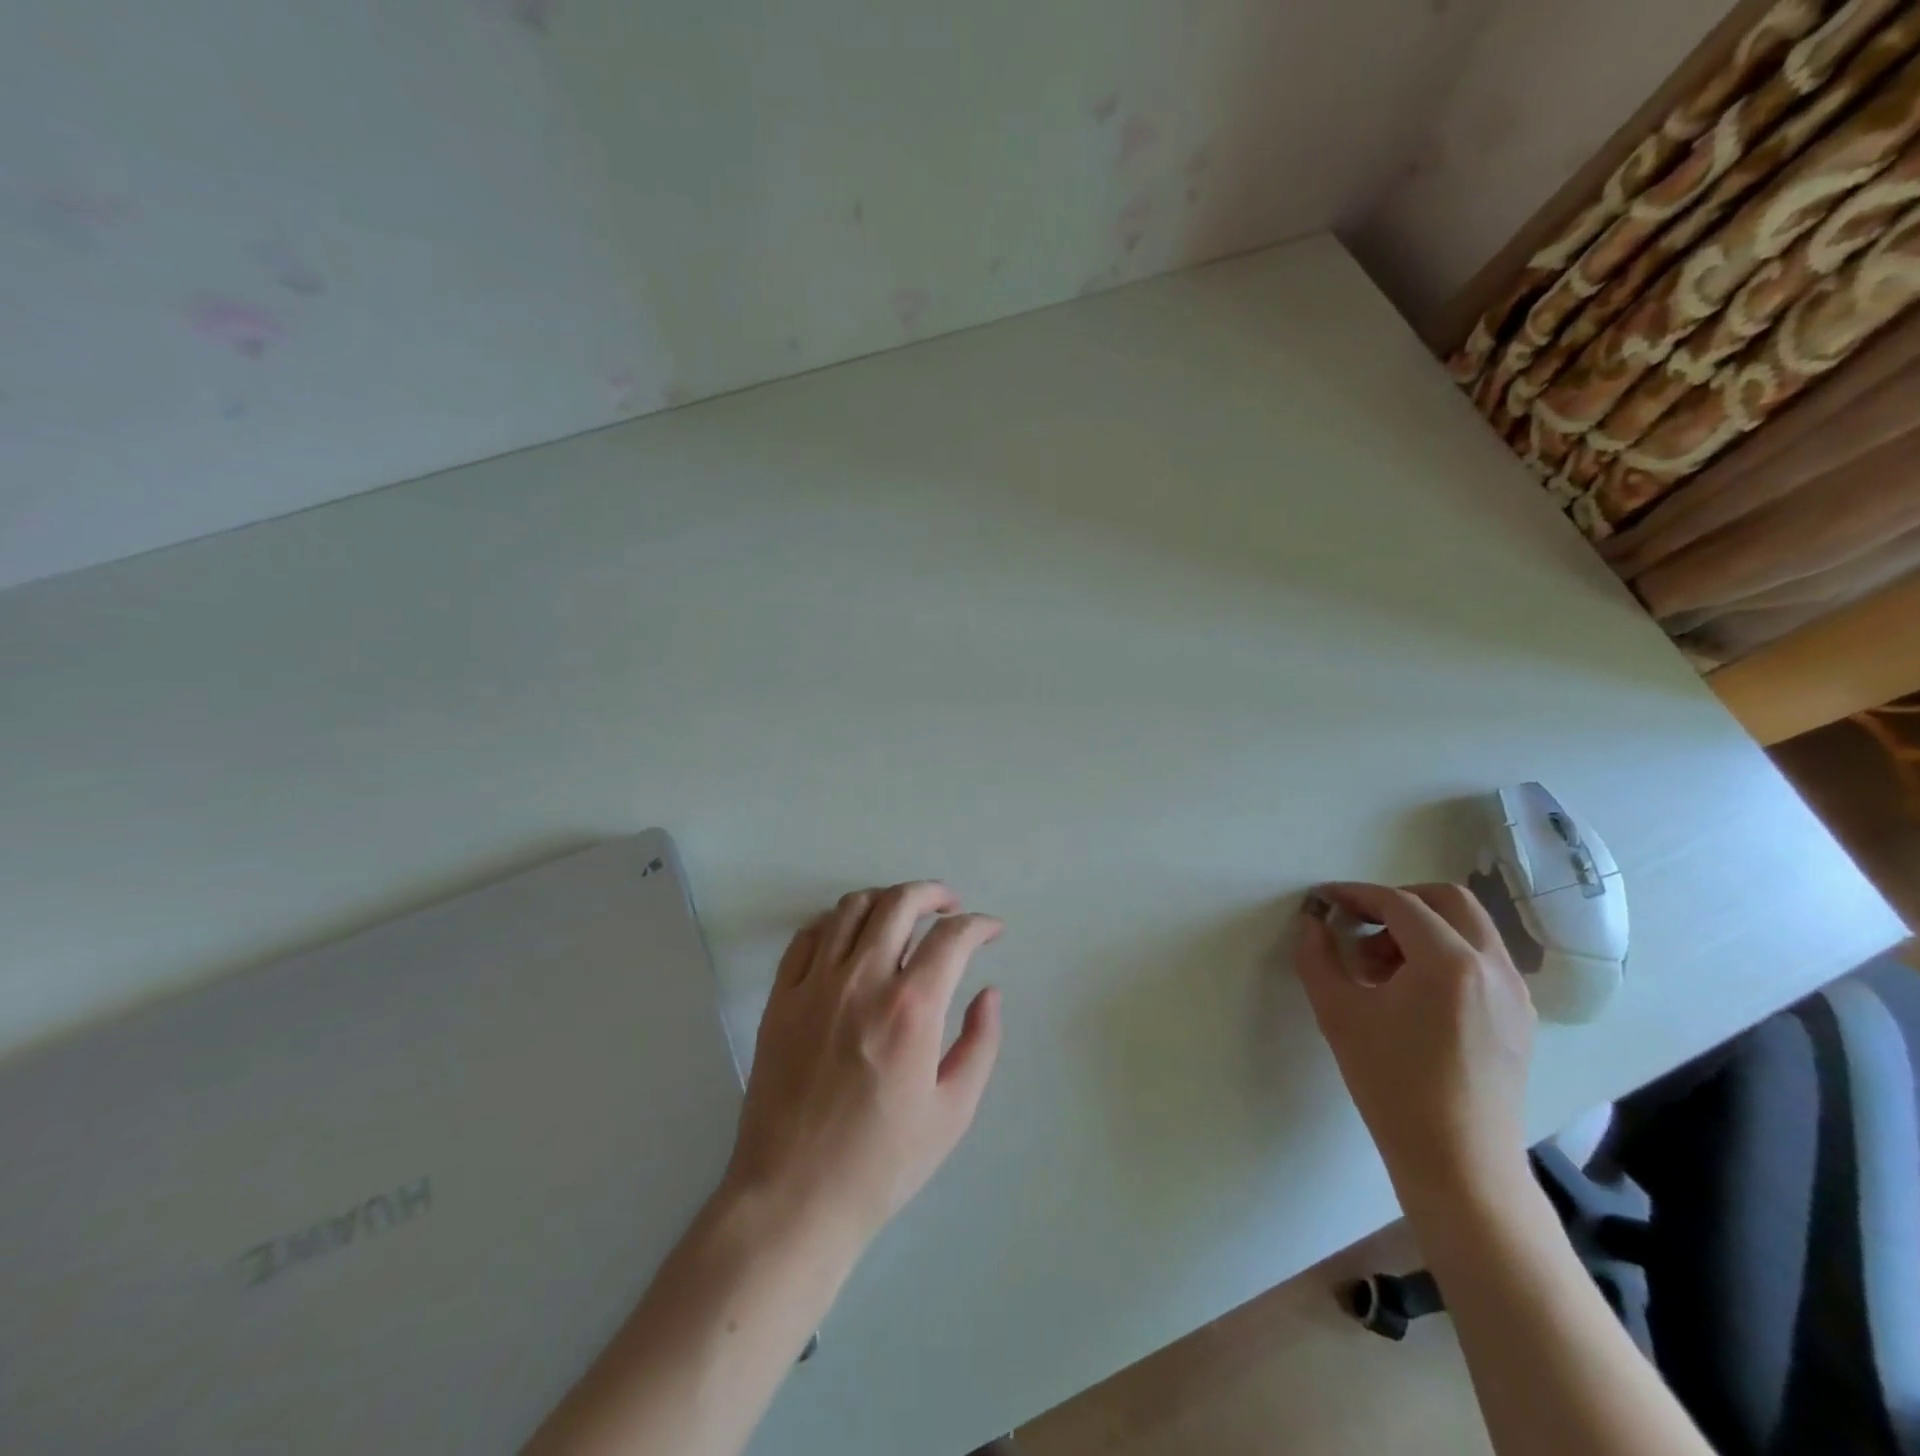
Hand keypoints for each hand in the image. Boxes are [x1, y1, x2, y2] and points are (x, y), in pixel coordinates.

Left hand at [724, 882, 1003, 1251]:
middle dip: (933, 894)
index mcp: (910, 1009)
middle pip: (899, 903)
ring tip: (903, 915)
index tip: (991, 931)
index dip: (979, 925)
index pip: (951, 937)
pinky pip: (808, 936)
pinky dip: (835, 923)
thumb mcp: (953, 1112)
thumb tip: (990, 993)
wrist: (794, 1196)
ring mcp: (815, 984)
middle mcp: (862, 980)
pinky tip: (850, 938)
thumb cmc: (882, 1162)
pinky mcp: (781, 997)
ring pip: (851, 908)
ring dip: (885, 900)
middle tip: (949, 906)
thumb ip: (980, 1043)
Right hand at [1296, 882, 1534, 1207]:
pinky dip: (1446, 954)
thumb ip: (1317, 955)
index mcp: (1449, 962)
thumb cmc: (1391, 1084)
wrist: (1458, 1162)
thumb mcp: (1337, 1012)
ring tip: (1381, 968)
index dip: (1356, 895)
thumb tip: (1313, 921)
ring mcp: (1515, 992)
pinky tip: (1413, 993)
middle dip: (1397, 901)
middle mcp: (1492, 966)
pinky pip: (1483, 960)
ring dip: (1422, 928)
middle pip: (1448, 900)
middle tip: (1359, 925)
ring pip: (1470, 928)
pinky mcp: (1520, 1017)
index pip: (1399, 903)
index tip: (1325, 900)